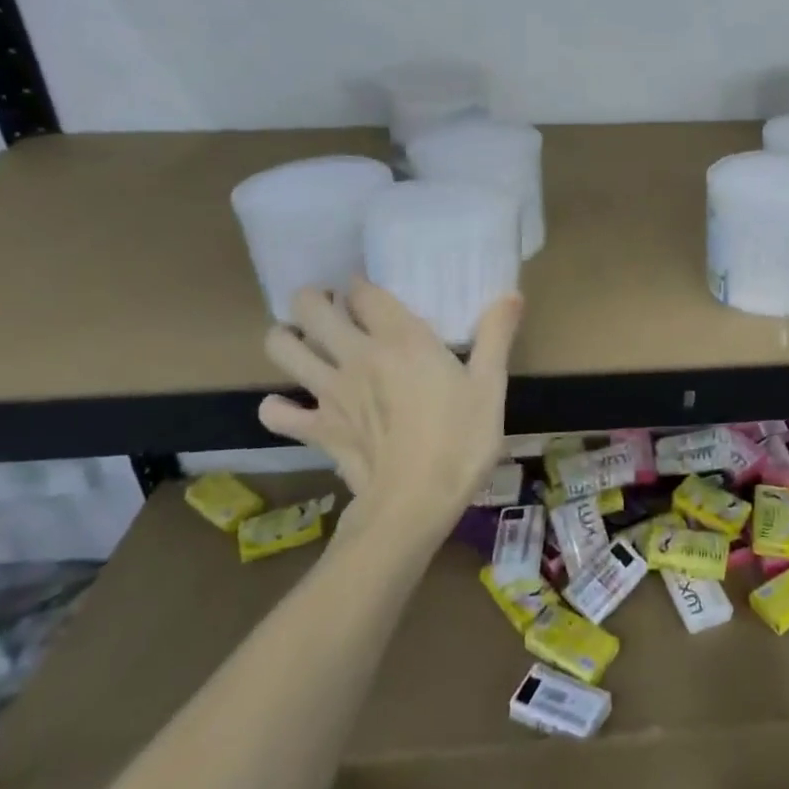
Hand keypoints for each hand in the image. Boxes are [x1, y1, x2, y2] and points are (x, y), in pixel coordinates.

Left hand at [259, 283, 522, 546]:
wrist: (416, 503)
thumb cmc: (461, 441)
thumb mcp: (490, 386)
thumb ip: (495, 335)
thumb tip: (511, 293)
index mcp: (401, 339)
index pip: (363, 291)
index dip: (362, 285)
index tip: (371, 291)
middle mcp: (357, 355)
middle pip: (310, 307)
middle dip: (314, 299)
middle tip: (333, 308)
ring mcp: (329, 392)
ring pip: (282, 347)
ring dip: (286, 338)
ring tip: (306, 342)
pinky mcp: (316, 428)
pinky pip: (276, 412)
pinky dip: (279, 406)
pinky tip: (296, 406)